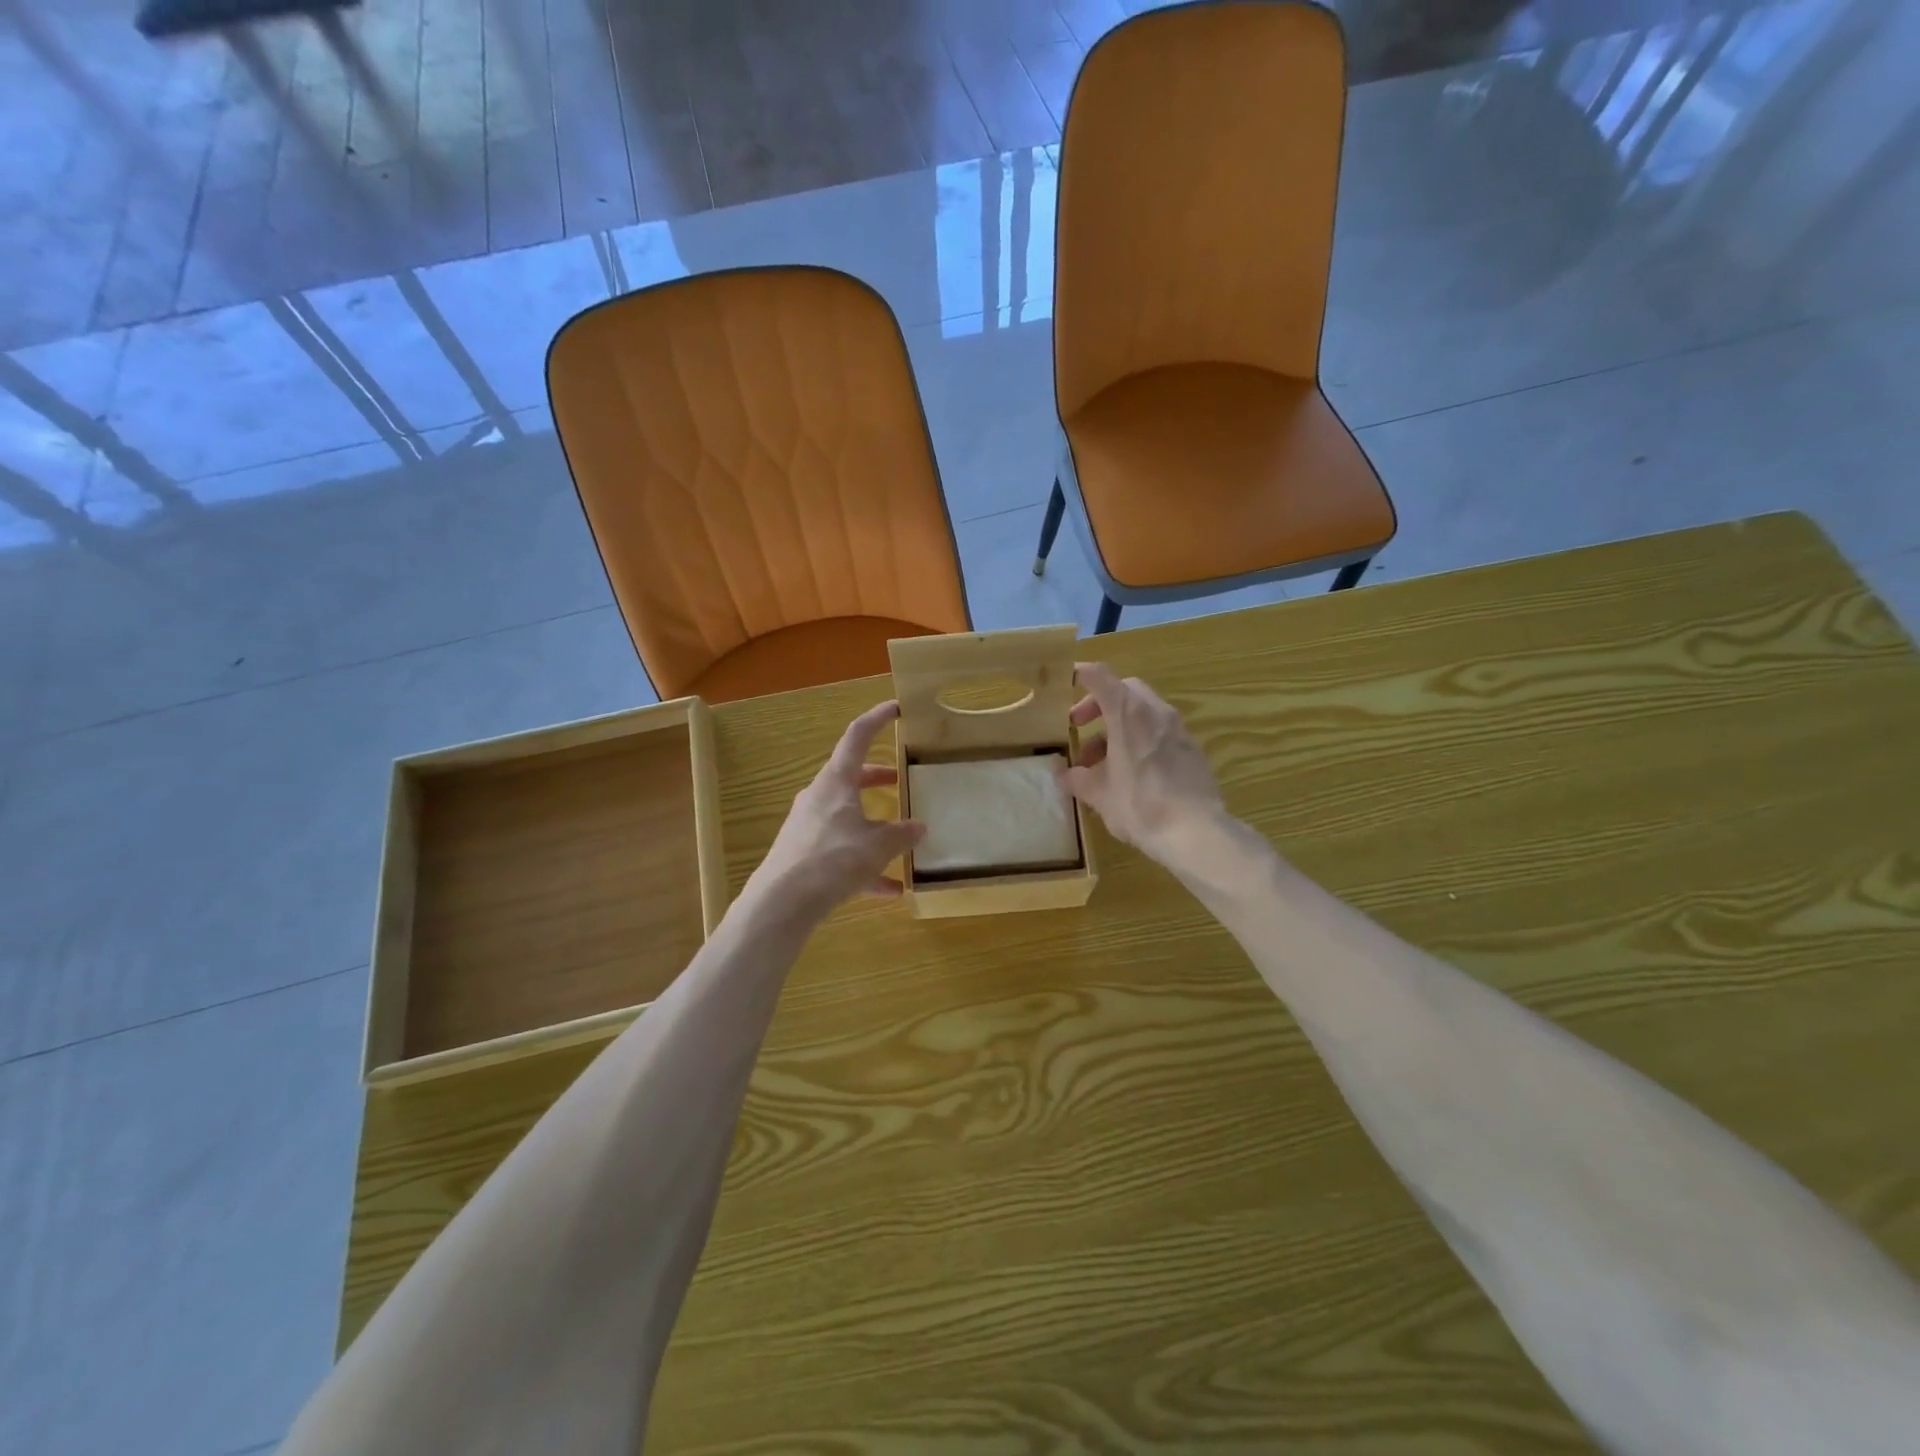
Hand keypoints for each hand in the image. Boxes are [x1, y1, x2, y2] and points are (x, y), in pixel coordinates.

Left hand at [749, 701, 926, 922]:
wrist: (781, 903)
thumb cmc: (832, 860)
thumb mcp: (877, 846)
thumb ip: (901, 834)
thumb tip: (919, 827)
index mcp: (836, 782)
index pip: (857, 737)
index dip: (877, 719)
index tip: (896, 708)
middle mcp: (819, 798)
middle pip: (851, 778)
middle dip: (877, 777)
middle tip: (901, 780)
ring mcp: (809, 827)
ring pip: (848, 816)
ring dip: (874, 824)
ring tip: (902, 839)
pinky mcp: (805, 856)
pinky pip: (842, 853)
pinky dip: (866, 865)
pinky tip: (891, 889)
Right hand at [1058, 663, 1227, 868]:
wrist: (1196, 832)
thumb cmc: (1139, 805)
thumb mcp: (1098, 794)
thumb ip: (1078, 779)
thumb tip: (1064, 776)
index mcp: (1128, 713)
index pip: (1099, 676)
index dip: (1079, 673)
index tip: (1063, 681)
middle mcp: (1156, 711)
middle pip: (1124, 690)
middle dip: (1099, 704)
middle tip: (1080, 726)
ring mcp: (1178, 729)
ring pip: (1143, 712)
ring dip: (1118, 726)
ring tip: (1101, 761)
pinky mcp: (1193, 749)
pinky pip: (1159, 732)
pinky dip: (1140, 740)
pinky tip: (1130, 773)